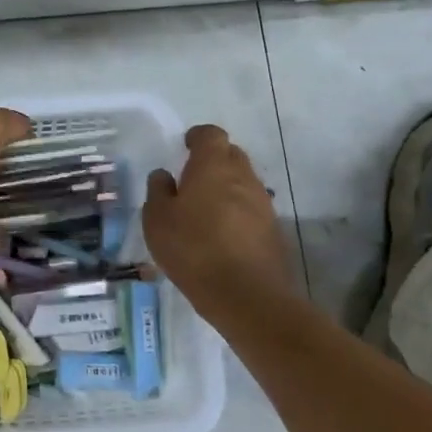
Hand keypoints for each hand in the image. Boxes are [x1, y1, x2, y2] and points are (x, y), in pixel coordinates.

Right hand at [144, 124, 297, 327]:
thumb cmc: (193, 249)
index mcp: (213, 166)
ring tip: (204, 211)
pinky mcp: (273, 230)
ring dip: (226, 189)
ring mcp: (263, 204)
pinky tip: (221, 235)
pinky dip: (237, 213)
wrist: (247, 296)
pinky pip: (251, 209)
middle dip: (213, 161)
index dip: (197, 137)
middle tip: (191, 179)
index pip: (211, 135)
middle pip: (231, 155)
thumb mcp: (157, 220)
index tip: (185, 147)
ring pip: (243, 183)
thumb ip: (158, 191)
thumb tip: (164, 176)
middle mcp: (243, 177)